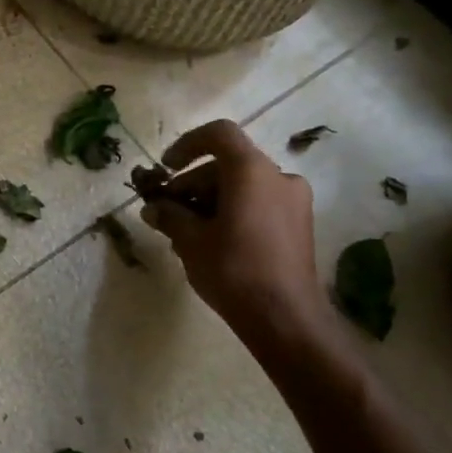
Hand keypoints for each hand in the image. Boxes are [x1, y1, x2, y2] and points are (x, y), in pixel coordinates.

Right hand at [138, 120, 333, 347]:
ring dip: (210, 201)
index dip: (187, 144)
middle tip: (167, 211)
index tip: (166, 168)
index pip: (219, 134)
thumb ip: (170, 216)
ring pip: (243, 186)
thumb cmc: (234, 270)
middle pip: (228, 164)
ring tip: (185, 234)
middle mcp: (279, 177)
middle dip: (193, 183)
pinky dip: (233, 212)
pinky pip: (259, 204)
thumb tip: (152, 208)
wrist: (286, 319)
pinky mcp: (299, 225)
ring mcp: (294, 201)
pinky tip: (212, 243)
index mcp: (252, 171)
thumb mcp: (191, 241)